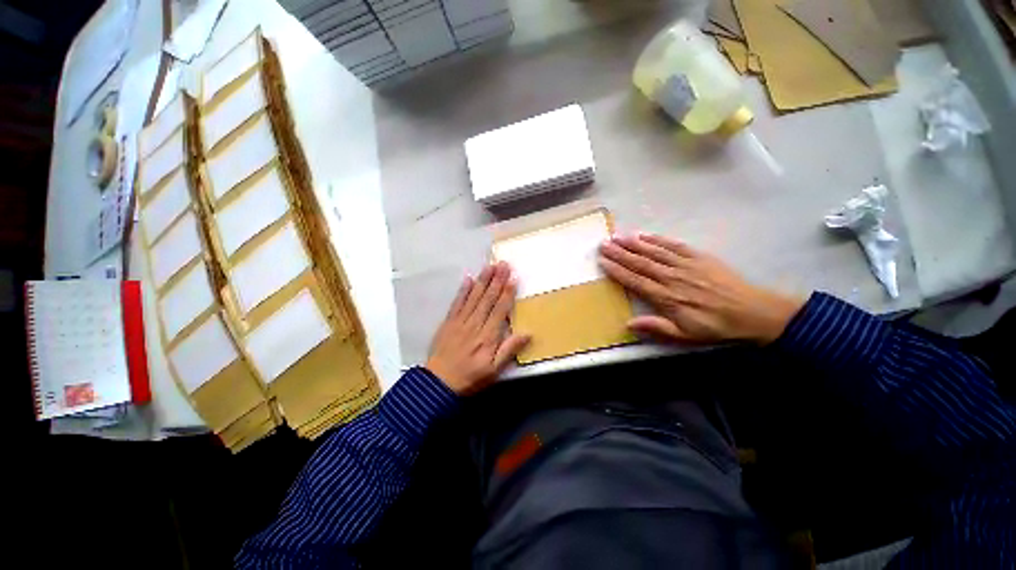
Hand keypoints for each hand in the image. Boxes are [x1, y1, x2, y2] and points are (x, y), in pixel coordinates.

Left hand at [426, 262, 530, 394]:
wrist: (438, 383)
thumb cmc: (470, 377)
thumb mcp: (494, 370)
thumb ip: (509, 350)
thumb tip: (527, 333)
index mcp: (488, 336)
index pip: (500, 310)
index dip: (507, 293)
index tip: (513, 278)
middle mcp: (475, 324)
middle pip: (487, 299)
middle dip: (496, 280)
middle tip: (503, 264)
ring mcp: (460, 321)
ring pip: (473, 297)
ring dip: (482, 281)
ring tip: (489, 266)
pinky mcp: (448, 322)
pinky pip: (457, 303)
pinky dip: (463, 290)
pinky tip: (468, 279)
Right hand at [598, 233, 803, 344]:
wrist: (751, 312)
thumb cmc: (714, 326)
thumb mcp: (684, 335)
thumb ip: (656, 327)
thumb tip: (628, 324)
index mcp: (666, 297)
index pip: (635, 281)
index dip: (617, 271)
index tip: (603, 262)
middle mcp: (672, 277)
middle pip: (640, 263)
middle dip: (620, 253)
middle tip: (604, 244)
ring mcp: (685, 265)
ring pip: (654, 252)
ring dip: (634, 244)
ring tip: (617, 237)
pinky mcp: (699, 257)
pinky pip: (674, 246)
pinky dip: (658, 240)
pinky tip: (645, 235)